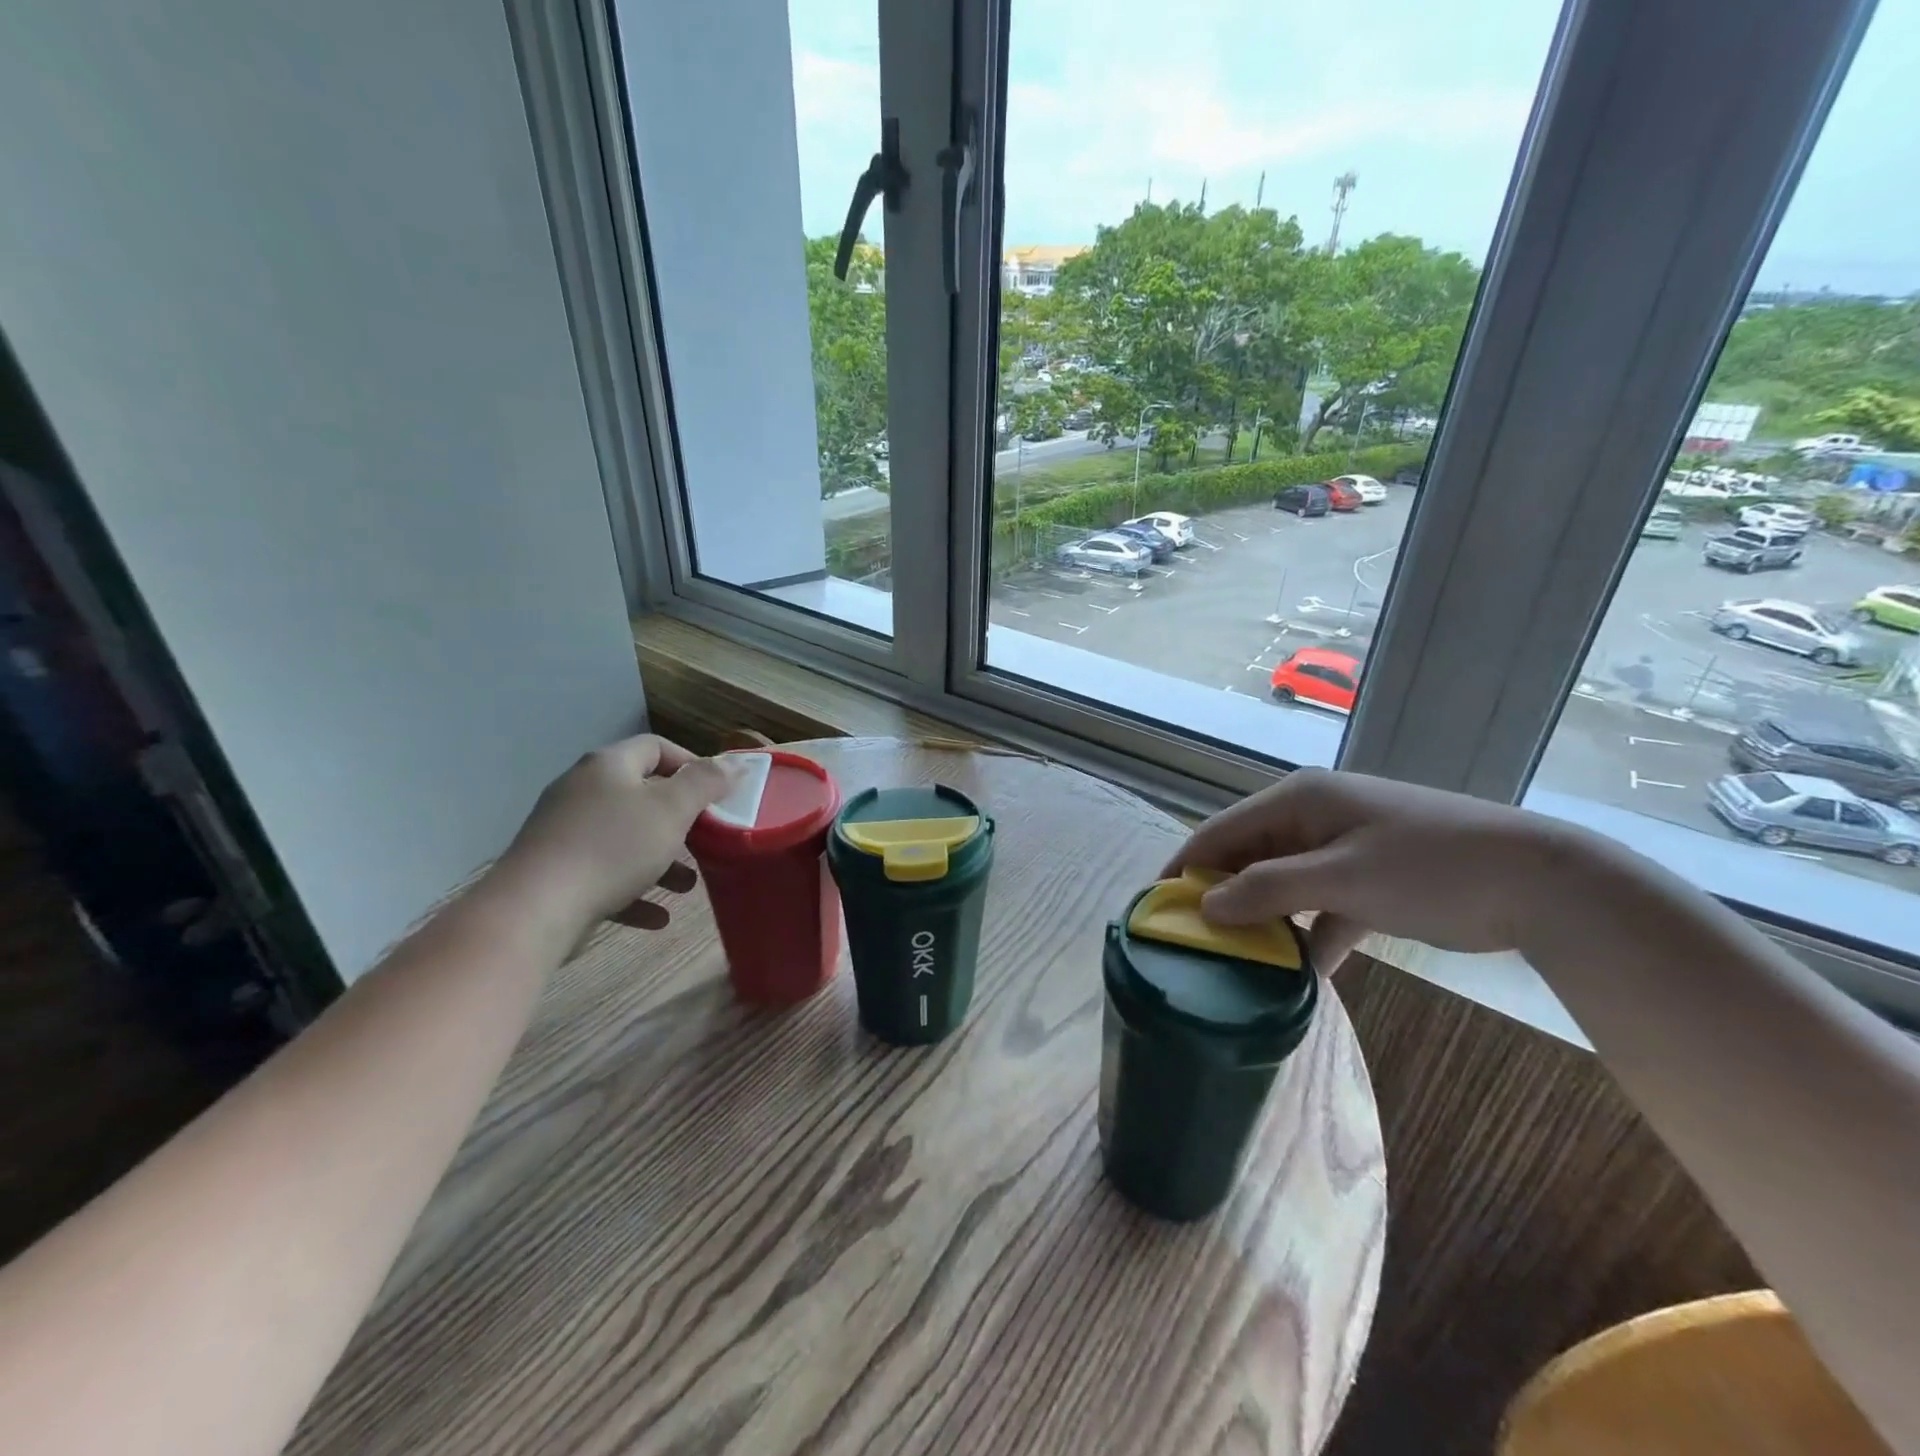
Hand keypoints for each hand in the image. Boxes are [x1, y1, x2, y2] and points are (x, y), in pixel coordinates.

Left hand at [495, 735, 734, 936]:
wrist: (533, 910)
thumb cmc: (612, 848)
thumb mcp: (671, 810)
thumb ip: (705, 783)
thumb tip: (733, 763)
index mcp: (608, 767)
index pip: (656, 747)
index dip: (692, 764)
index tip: (719, 793)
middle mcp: (582, 791)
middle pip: (642, 796)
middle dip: (681, 822)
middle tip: (707, 840)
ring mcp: (564, 833)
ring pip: (626, 840)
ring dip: (661, 862)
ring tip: (687, 887)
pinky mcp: (556, 873)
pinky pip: (605, 875)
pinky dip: (633, 891)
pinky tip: (657, 918)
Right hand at [1166, 768, 1586, 973]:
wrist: (1541, 882)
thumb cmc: (1429, 867)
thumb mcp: (1342, 877)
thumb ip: (1268, 889)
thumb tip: (1205, 905)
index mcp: (1298, 801)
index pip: (1221, 831)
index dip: (1185, 867)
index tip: (1156, 909)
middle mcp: (1312, 818)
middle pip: (1247, 858)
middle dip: (1222, 898)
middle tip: (1195, 945)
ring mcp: (1341, 850)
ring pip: (1281, 886)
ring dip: (1264, 921)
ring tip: (1237, 964)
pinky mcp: (1368, 882)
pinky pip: (1320, 909)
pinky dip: (1307, 937)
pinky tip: (1298, 975)